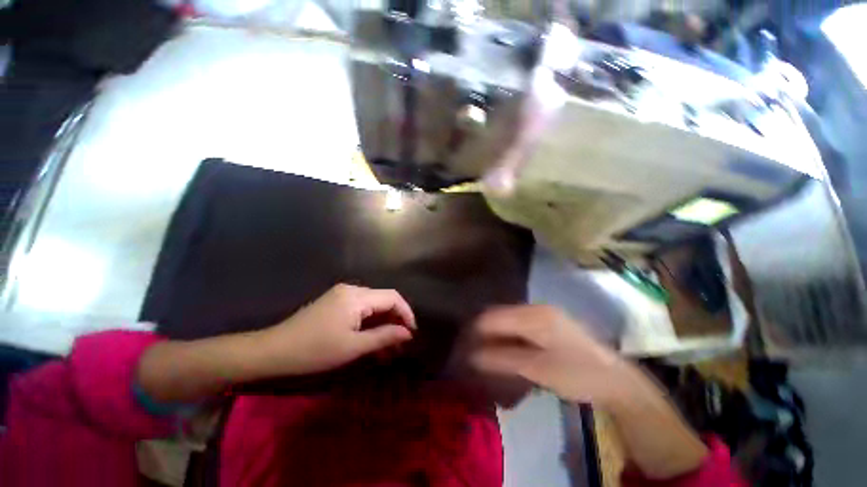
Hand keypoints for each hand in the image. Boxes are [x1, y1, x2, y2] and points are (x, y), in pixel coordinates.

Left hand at [257, 284, 415, 375]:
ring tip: (388, 345)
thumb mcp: (353, 347)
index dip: (406, 313)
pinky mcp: (336, 301)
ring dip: (383, 322)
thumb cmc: (314, 350)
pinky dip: (370, 322)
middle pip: (384, 299)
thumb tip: (408, 333)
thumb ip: (384, 337)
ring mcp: (343, 294)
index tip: (412, 333)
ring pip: (373, 305)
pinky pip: (361, 308)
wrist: (274, 351)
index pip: (392, 297)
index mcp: (357, 296)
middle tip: (400, 343)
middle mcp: (352, 289)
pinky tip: (372, 338)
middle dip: (395, 320)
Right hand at [469, 305, 622, 404]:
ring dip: (494, 334)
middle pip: (497, 315)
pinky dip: (506, 335)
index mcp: (533, 315)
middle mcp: (534, 307)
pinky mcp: (546, 320)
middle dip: (483, 332)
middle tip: (471, 351)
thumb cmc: (577, 374)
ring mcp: (541, 312)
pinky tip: (504, 348)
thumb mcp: (538, 369)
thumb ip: (503, 360)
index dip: (475, 331)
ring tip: (484, 351)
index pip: (492, 317)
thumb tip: (472, 356)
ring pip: (506, 319)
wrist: (615, 378)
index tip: (463, 347)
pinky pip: (516, 324)